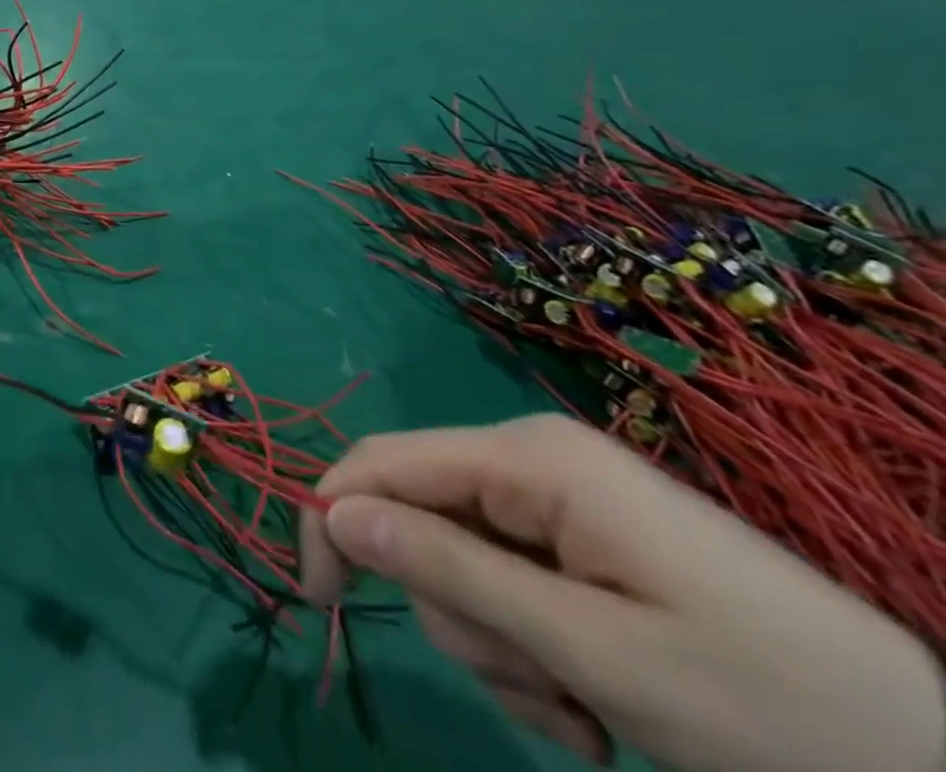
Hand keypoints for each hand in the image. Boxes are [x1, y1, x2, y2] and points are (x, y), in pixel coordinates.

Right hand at [296, 416, 945, 771]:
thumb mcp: (594, 653)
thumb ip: (453, 573)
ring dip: (500, 649)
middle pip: (424, 521)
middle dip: (458, 615)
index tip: (314, 595)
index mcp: (528, 457)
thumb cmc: (767, 706)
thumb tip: (337, 516)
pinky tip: (593, 706)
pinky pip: (508, 584)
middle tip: (532, 692)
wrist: (939, 762)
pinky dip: (531, 652)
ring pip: (462, 564)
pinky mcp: (582, 541)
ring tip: (579, 714)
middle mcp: (532, 460)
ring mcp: (559, 501)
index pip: (384, 462)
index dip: (335, 518)